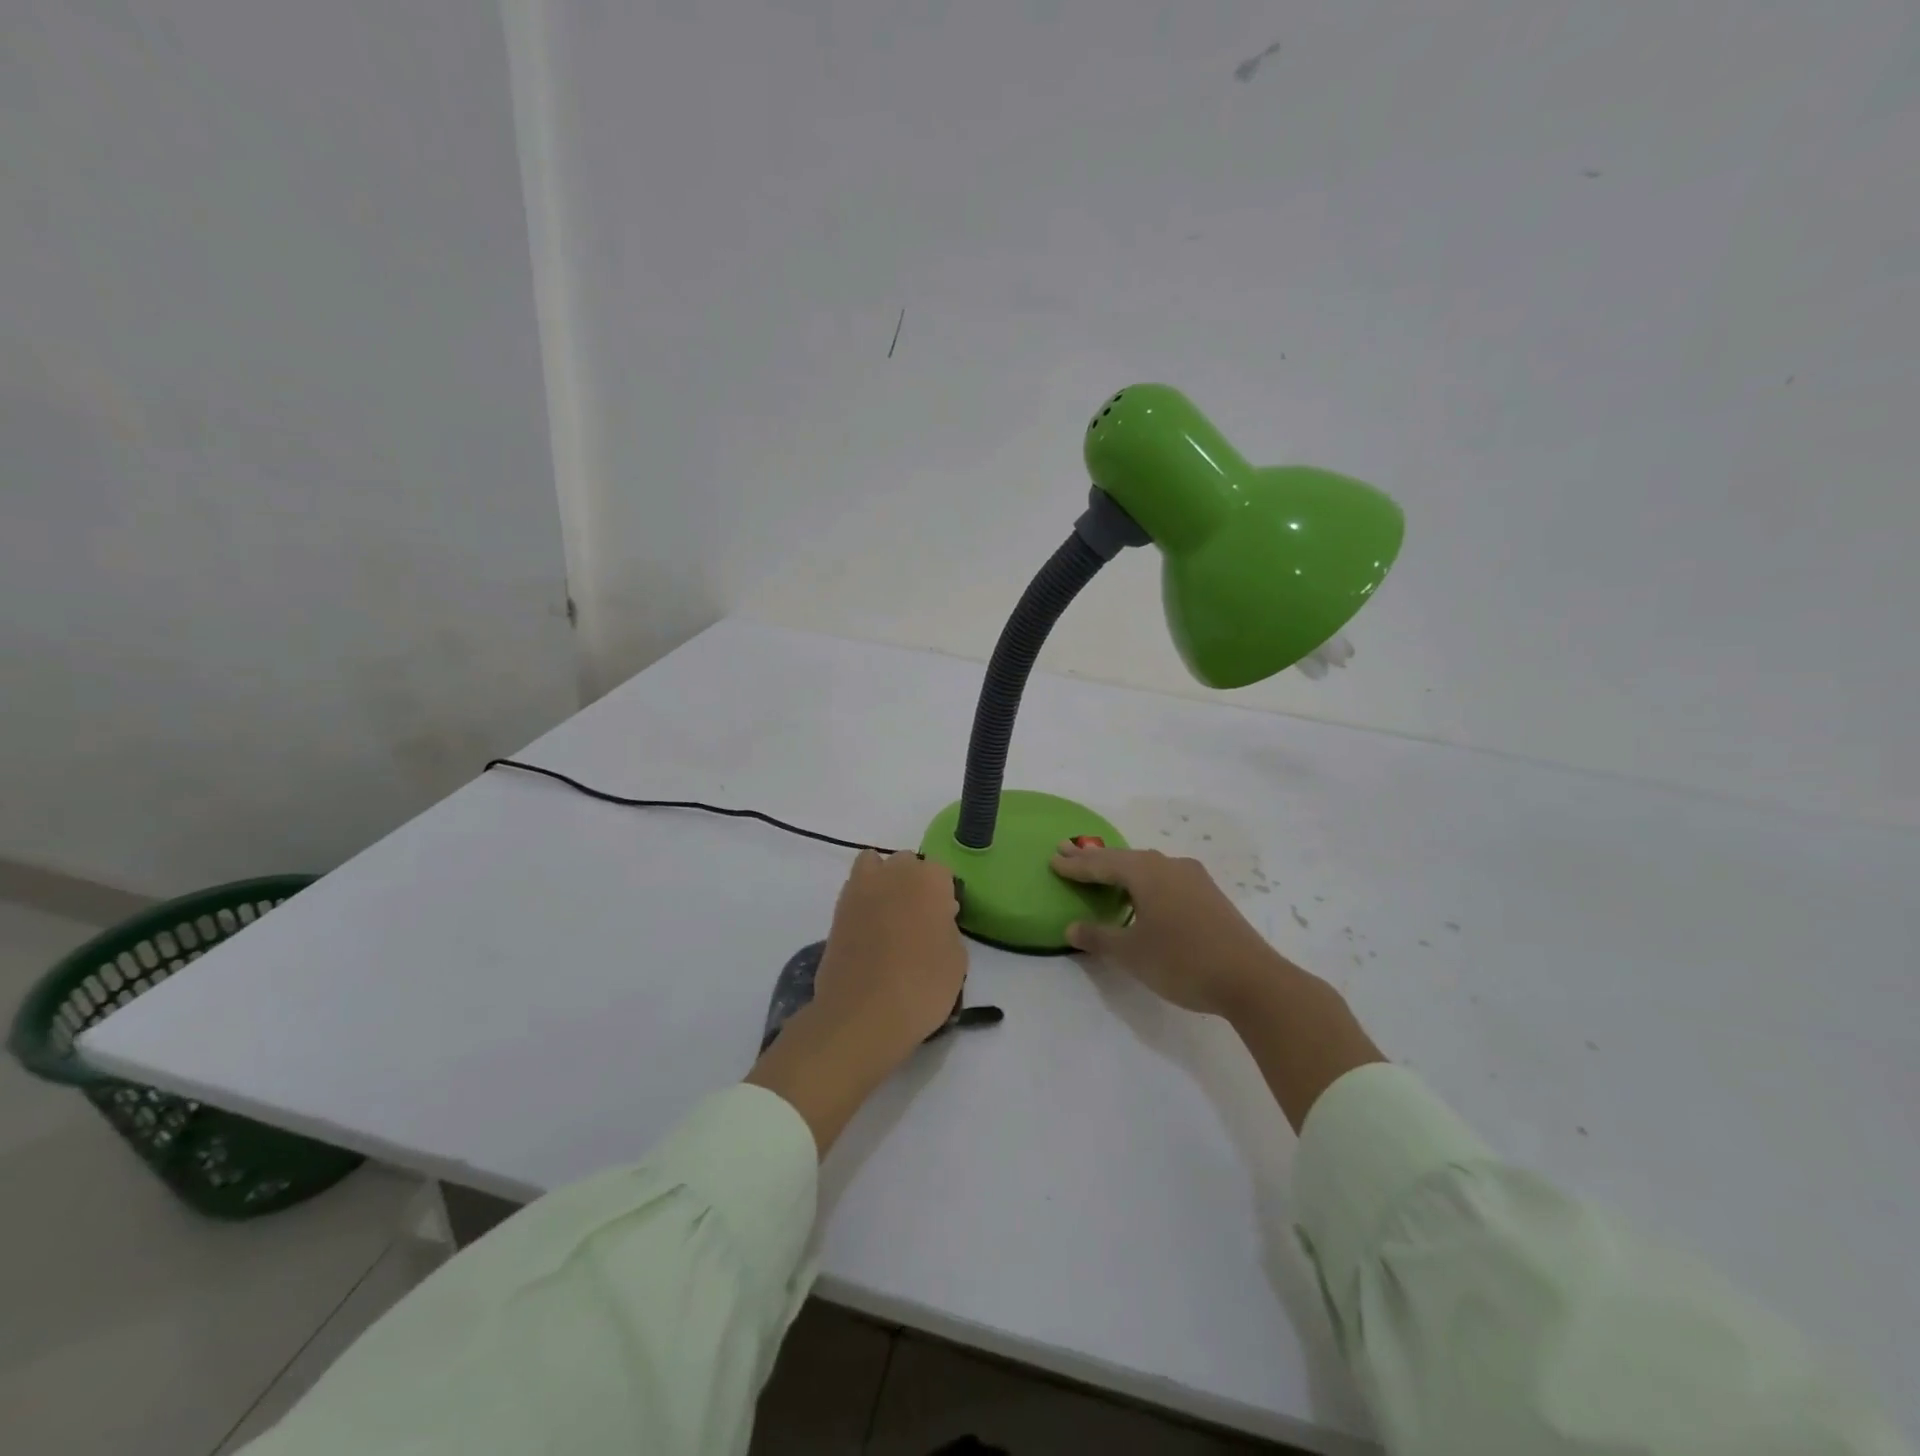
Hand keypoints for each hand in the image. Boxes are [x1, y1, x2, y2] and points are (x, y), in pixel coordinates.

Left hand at [811, 850, 966, 1061]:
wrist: (863, 1013)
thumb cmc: (922, 986)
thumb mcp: (957, 959)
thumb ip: (948, 928)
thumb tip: (935, 921)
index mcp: (930, 879)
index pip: (942, 873)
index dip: (944, 896)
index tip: (945, 921)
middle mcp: (894, 873)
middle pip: (907, 863)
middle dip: (914, 882)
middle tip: (919, 919)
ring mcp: (860, 888)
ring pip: (875, 866)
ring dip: (884, 881)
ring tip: (890, 916)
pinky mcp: (837, 909)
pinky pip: (855, 890)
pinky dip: (863, 900)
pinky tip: (870, 931)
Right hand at [1050, 842, 1290, 1018]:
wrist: (1251, 979)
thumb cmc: (1182, 961)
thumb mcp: (1132, 954)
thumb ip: (1099, 938)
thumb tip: (1071, 928)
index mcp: (1146, 872)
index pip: (1102, 864)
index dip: (1075, 864)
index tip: (1053, 858)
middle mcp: (1169, 865)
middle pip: (1124, 858)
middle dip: (1094, 858)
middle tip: (1067, 851)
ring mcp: (1193, 878)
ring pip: (1147, 865)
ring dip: (1121, 867)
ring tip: (1102, 869)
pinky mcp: (1209, 895)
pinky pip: (1165, 876)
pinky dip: (1143, 879)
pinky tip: (1143, 892)